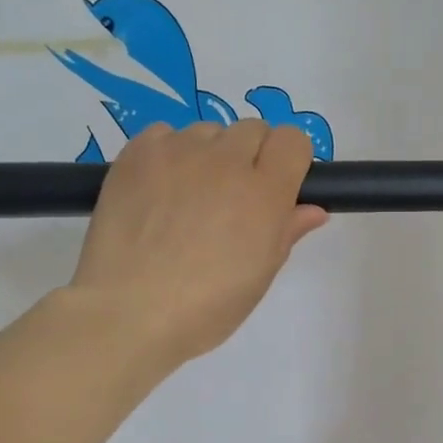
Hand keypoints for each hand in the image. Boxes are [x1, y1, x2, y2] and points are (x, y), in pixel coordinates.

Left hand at [71, 119, 326, 367]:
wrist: (129, 312)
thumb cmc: (206, 307)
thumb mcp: (259, 277)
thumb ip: (287, 232)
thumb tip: (313, 209)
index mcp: (265, 193)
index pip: (292, 140)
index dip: (289, 161)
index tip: (279, 187)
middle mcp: (226, 160)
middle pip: (253, 130)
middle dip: (252, 157)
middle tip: (233, 200)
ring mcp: (178, 152)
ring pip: (209, 132)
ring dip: (211, 155)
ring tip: (191, 199)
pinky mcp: (137, 153)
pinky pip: (165, 134)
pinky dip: (170, 154)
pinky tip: (160, 192)